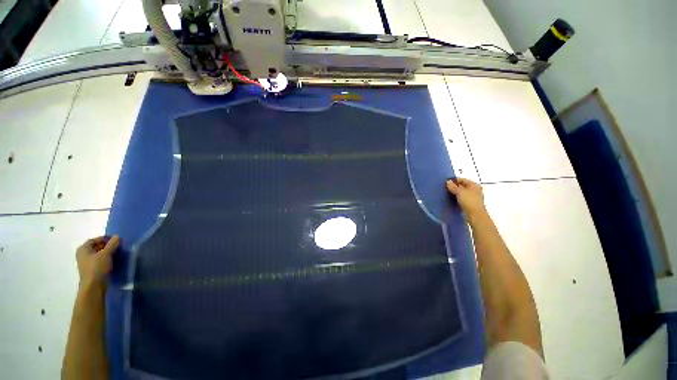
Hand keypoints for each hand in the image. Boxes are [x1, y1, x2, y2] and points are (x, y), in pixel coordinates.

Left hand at [76, 235, 119, 287]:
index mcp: (83, 249)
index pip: (95, 239)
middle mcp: (83, 255)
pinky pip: (100, 261)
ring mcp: (87, 263)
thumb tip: (117, 236)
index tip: (116, 240)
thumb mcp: (106, 254)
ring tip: (118, 253)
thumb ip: (112, 244)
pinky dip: (107, 259)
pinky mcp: (92, 270)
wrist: (94, 286)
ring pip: (99, 254)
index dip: (105, 238)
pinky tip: (114, 261)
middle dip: (107, 246)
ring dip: (108, 253)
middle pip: (96, 247)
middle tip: (118, 246)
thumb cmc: (97, 267)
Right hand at [446, 178, 486, 218]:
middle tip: (446, 188)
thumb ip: (453, 186)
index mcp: (474, 185)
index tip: (446, 183)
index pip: (462, 179)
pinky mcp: (471, 203)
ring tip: (447, 194)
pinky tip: (452, 199)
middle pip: (462, 186)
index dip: (454, 180)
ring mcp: (473, 197)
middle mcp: (475, 189)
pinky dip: (457, 198)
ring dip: (455, 193)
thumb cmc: (469, 201)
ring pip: (462, 192)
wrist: (475, 215)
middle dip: (454, 187)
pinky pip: (462, 198)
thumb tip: (448, 181)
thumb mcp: (459, 192)